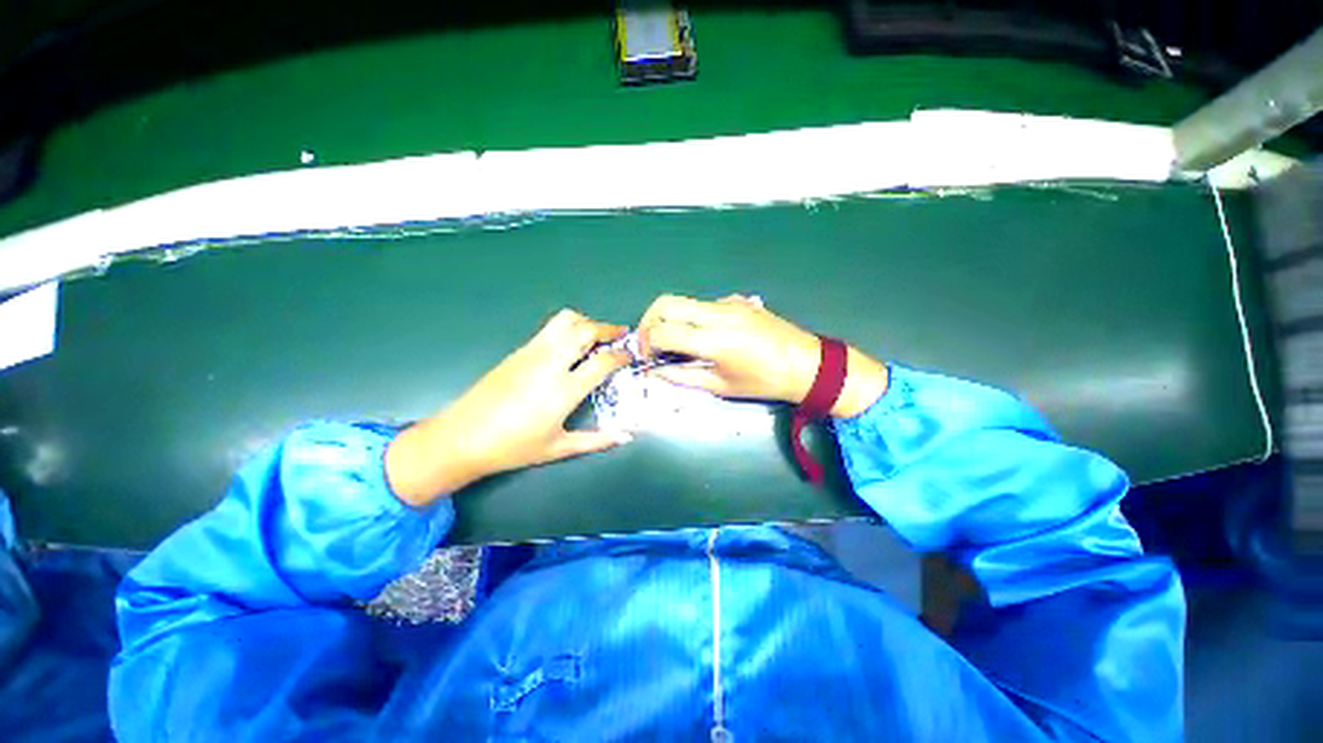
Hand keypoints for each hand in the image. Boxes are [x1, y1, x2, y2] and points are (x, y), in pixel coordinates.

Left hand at [385, 310, 632, 505]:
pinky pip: (550, 328)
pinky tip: (571, 343)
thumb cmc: (513, 447)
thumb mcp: (559, 448)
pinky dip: (568, 327)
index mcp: (564, 390)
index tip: (630, 356)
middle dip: (608, 329)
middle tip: (621, 335)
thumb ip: (596, 441)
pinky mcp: (519, 350)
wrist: (462, 437)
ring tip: (597, 335)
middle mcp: (550, 363)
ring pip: (565, 320)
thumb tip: (625, 437)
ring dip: (587, 322)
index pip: (602, 361)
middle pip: (585, 330)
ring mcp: (532, 352)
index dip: (621, 356)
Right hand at [637, 294, 888, 417]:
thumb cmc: (764, 382)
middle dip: (648, 321)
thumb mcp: (721, 386)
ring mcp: (727, 302)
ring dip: (669, 317)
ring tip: (673, 341)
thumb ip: (683, 376)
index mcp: (712, 339)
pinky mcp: (737, 300)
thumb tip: (655, 372)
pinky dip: (691, 316)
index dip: (645, 343)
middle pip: (665, 303)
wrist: (806, 363)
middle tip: (649, 342)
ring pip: (683, 300)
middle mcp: (716, 313)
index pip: (661, 330)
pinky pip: (703, 304)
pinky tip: (702, 335)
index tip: (646, 357)